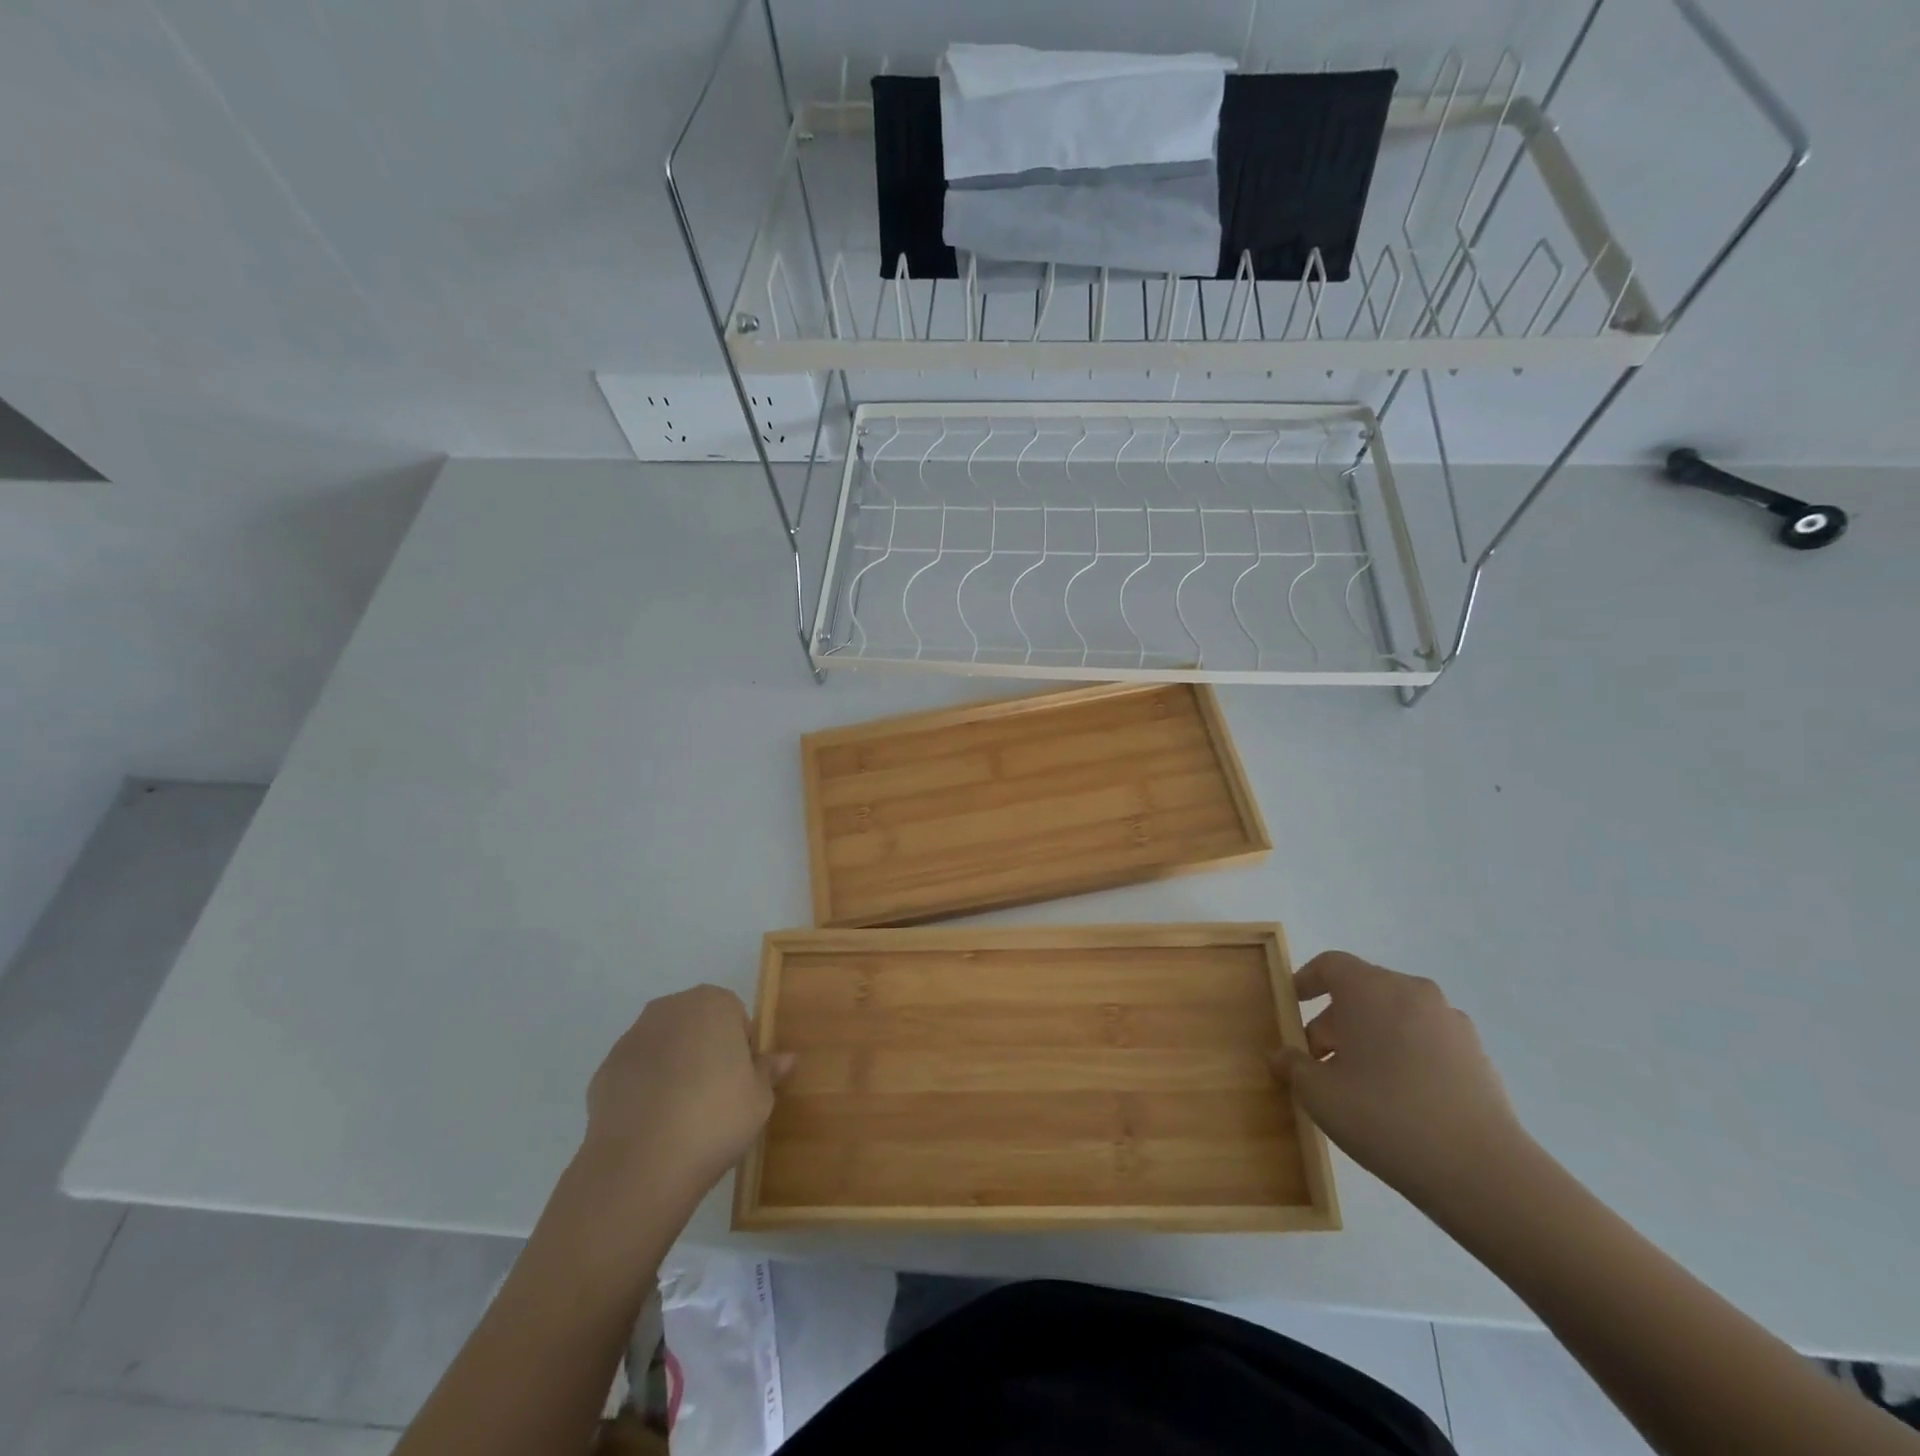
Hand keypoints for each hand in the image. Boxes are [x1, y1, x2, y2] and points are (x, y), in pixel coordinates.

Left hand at [580, 985, 791, 1210]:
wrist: (641, 1165)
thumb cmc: (715, 1118)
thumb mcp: (760, 1098)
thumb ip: (769, 1071)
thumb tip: (785, 1058)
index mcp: (712, 1003)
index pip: (735, 1017)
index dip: (741, 1049)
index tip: (740, 1082)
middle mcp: (669, 1008)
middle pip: (697, 1025)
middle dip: (706, 1051)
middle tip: (716, 1096)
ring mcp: (632, 1037)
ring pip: (665, 1046)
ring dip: (674, 1068)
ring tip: (682, 1115)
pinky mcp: (604, 1070)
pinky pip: (636, 1073)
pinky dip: (645, 1089)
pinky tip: (653, 1124)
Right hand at [1275, 952, 1531, 1212]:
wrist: (1483, 1173)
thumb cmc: (1385, 1117)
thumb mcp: (1319, 1095)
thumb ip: (1293, 1067)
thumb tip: (1281, 1056)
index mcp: (1371, 989)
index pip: (1331, 964)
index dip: (1306, 981)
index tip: (1292, 1006)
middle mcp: (1412, 992)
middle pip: (1363, 990)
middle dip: (1335, 1020)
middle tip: (1319, 1060)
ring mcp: (1451, 1022)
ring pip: (1395, 1016)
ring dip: (1370, 1038)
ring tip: (1358, 1083)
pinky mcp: (1477, 1055)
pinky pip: (1425, 1040)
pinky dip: (1404, 1055)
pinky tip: (1399, 1099)